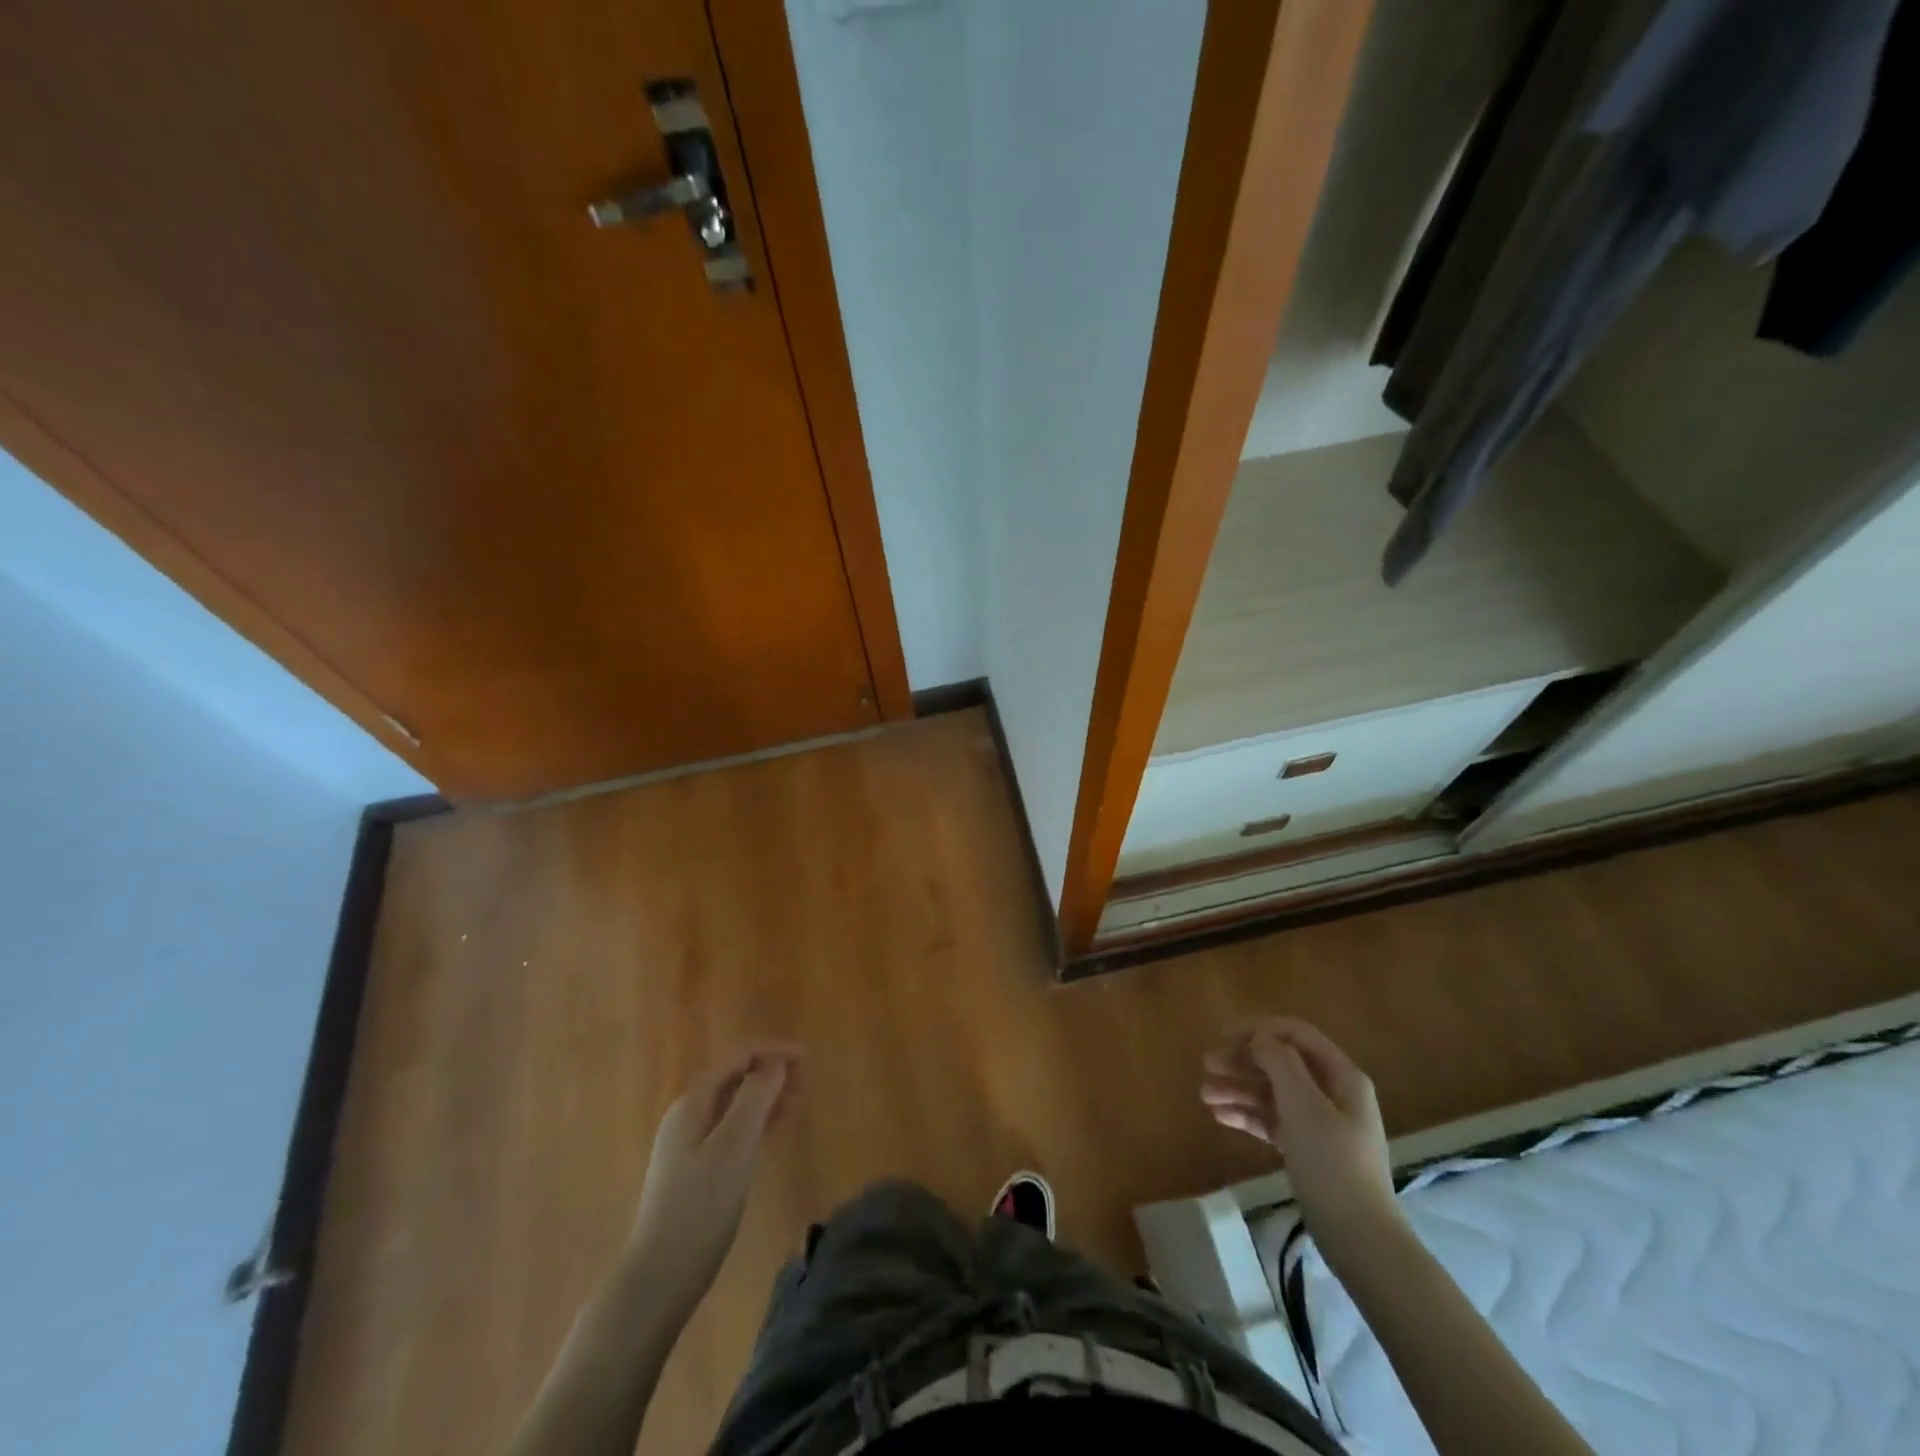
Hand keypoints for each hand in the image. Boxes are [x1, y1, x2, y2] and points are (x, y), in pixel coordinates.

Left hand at [627, 1043, 802, 1310]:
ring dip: (766, 1098)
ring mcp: (688, 1145)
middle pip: (736, 1079)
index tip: (808, 1060)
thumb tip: (775, 1062)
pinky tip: (772, 1133)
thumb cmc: (700, 1206)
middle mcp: (688, 1115)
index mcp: (694, 1102)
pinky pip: (731, 1130)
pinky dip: (756, 1123)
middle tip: (808, 1083)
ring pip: (734, 1106)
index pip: (739, 1059)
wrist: (659, 1277)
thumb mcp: (735, 1145)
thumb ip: (755, 1096)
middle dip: (772, 1073)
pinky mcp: (694, 1171)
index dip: (774, 1052)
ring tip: (798, 1104)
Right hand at [1202, 1017, 1402, 1271]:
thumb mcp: (1305, 1107)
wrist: (1360, 1240)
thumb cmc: (1333, 1165)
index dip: (1258, 1029)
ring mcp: (1321, 1122)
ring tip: (1204, 1095)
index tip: (1224, 1036)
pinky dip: (1248, 1115)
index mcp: (1341, 1076)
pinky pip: (1273, 1119)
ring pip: (1273, 1091)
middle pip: (1281, 1061)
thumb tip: (1261, 1039)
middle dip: (1242, 1060)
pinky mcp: (1308, 1148)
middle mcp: (1332, 1092)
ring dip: (1238, 1088)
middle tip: (1206, 1064)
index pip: (1296, 1034)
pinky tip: (1220, 1117)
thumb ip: (1281, 1063)